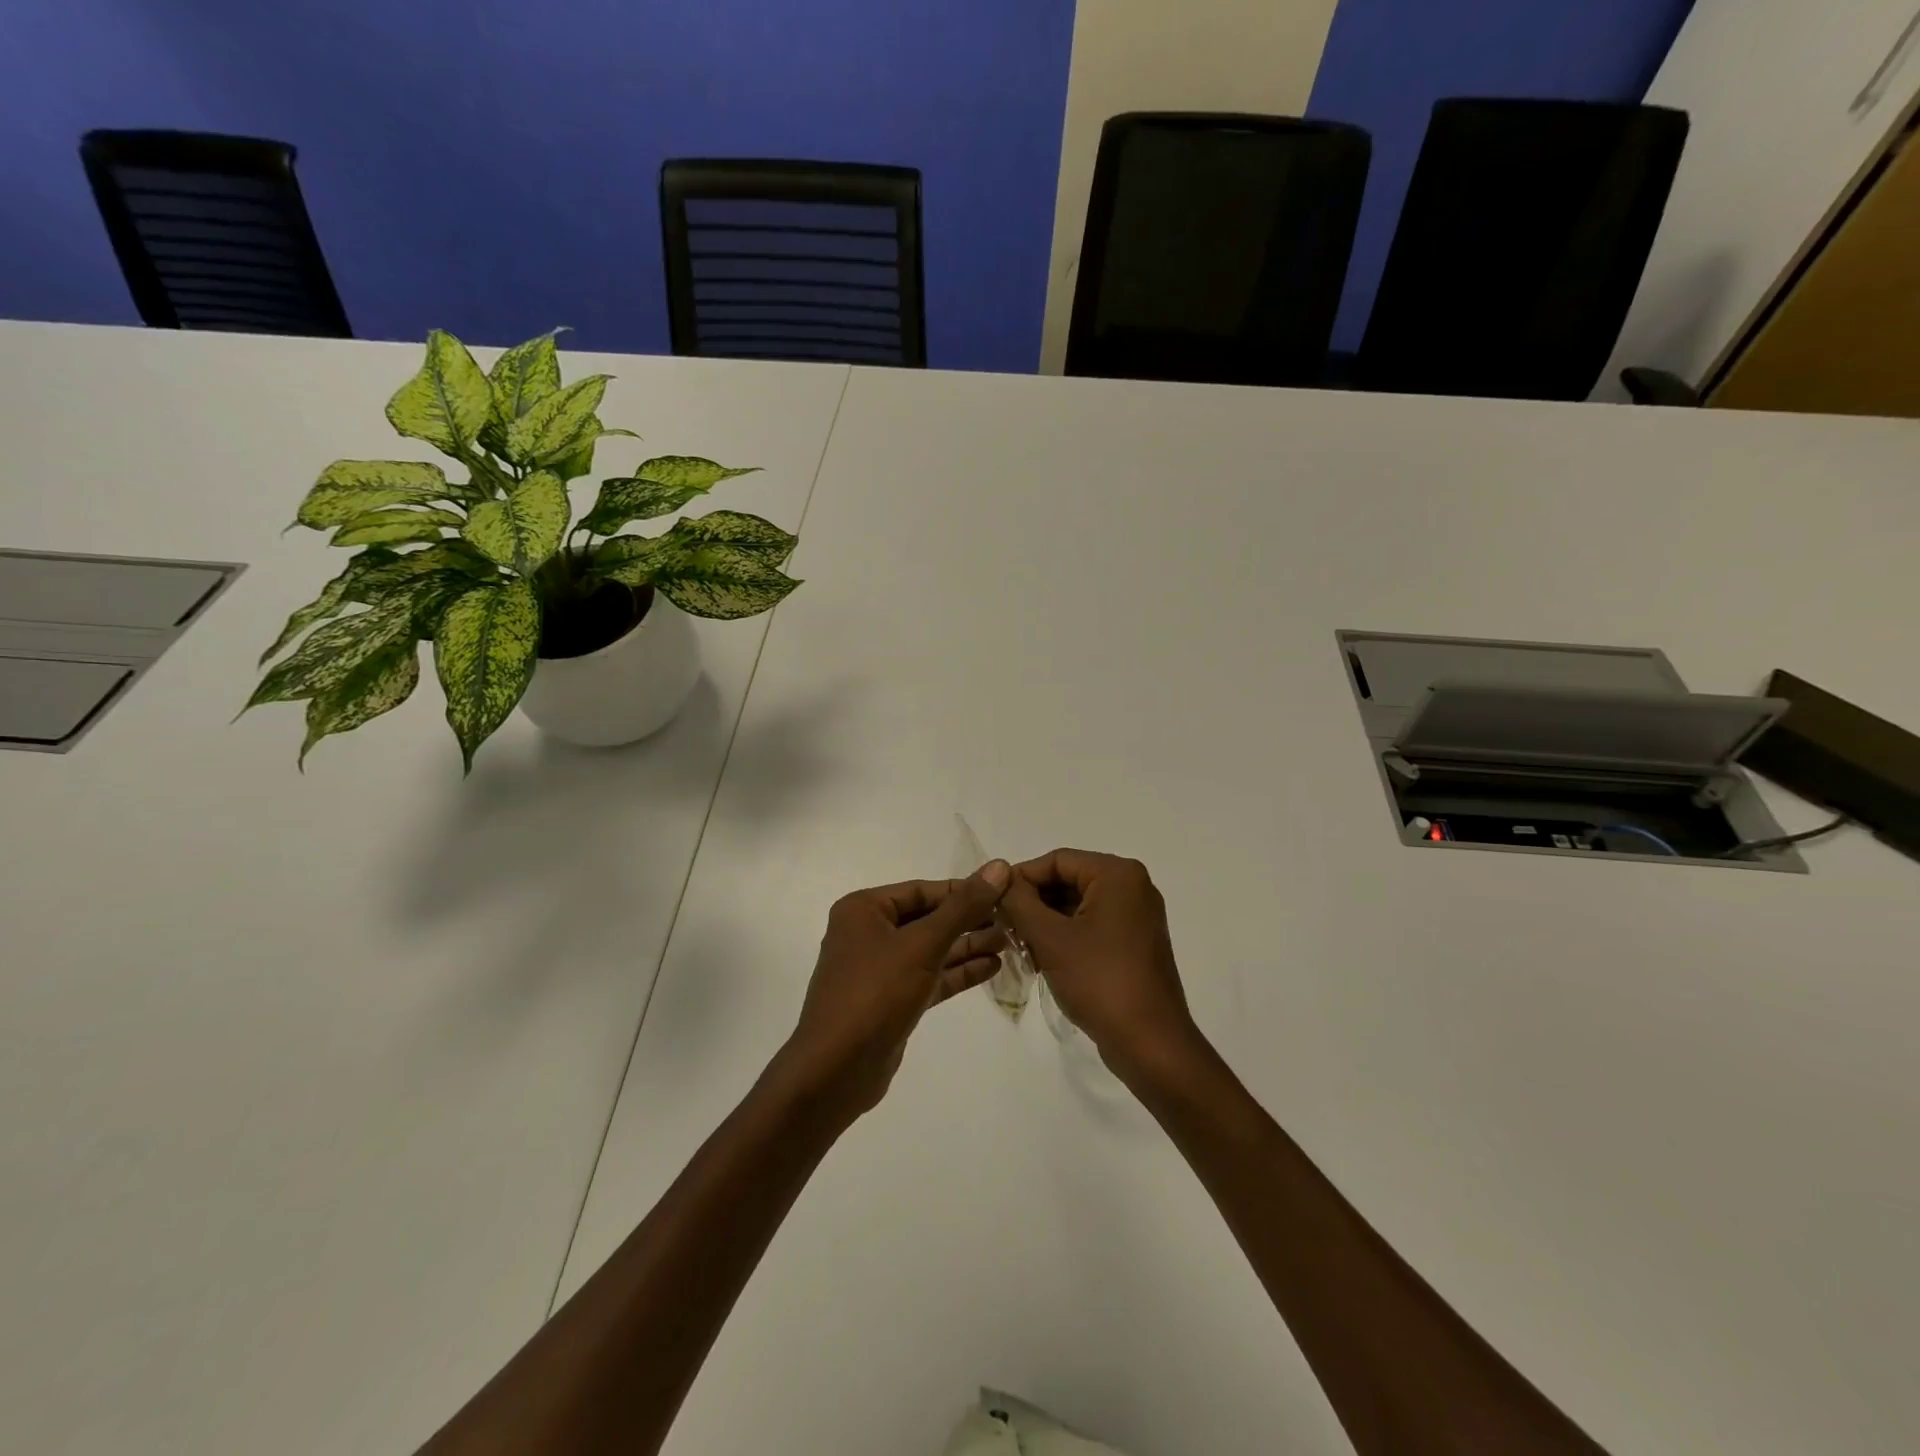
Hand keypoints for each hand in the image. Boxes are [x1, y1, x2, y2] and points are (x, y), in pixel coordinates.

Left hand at [771, 861, 1011, 1125]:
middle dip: (969, 920)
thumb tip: (999, 866)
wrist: (835, 1071)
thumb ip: (962, 907)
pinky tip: (992, 967)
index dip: (964, 890)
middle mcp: (868, 933)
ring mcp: (879, 969)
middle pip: (928, 918)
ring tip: (1011, 942)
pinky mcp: (892, 1000)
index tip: (1005, 892)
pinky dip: (958, 972)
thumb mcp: (922, 945)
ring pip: (931, 949)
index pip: (923, 890)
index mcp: (863, 909)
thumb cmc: (875, 994)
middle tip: (1013, 920)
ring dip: (968, 945)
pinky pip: (930, 976)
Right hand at [1000, 849, 1202, 1082]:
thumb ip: (1019, 901)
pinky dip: (1066, 936)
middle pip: (1069, 880)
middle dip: (1034, 902)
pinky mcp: (1135, 943)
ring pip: (1079, 905)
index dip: (1021, 877)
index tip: (992, 899)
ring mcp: (1137, 916)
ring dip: (1046, 921)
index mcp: (1118, 875)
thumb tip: (1000, 878)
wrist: (1149, 1044)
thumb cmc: (1099, 981)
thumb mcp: (1050, 938)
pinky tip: (1041, 959)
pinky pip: (1093, 925)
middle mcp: (1133, 887)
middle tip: (1002, 925)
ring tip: (1019, 945)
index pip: (1058, 860)